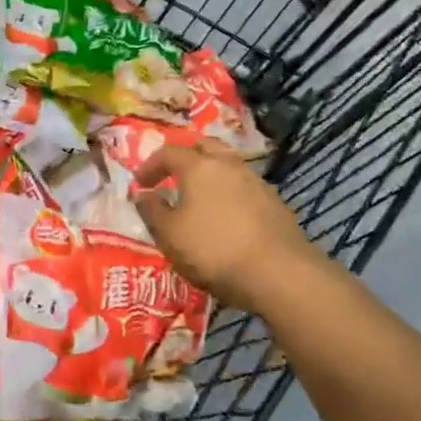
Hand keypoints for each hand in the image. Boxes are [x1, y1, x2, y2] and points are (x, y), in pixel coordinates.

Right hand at [134, 142, 324, 308]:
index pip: (168, 152)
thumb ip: (151, 210)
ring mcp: (256, 182)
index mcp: (198, 166)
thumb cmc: (214, 250)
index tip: (140, 184)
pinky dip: (230, 193)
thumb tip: (142, 194)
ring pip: (228, 165)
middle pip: (204, 146)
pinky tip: (227, 216)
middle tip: (172, 176)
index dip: (150, 165)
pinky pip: (245, 187)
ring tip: (200, 197)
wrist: (280, 274)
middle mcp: (228, 165)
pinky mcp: (276, 203)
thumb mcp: (169, 234)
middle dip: (185, 157)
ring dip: (210, 174)